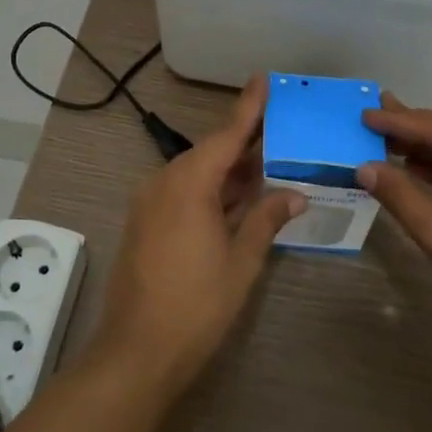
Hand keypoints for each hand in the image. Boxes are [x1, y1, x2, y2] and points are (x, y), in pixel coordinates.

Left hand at [91, 75, 306, 396]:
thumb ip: (266, 220)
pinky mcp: (146, 223)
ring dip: (230, 169)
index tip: (263, 79)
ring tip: (268, 161)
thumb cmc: (196, 305)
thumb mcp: (241, 262)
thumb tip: (295, 195)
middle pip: (211, 152)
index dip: (248, 108)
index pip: (226, 135)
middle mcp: (165, 183)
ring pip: (197, 173)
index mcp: (189, 184)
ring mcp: (151, 203)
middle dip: (245, 142)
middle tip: (281, 129)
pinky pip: (184, 192)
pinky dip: (212, 189)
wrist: (136, 352)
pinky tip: (238, 196)